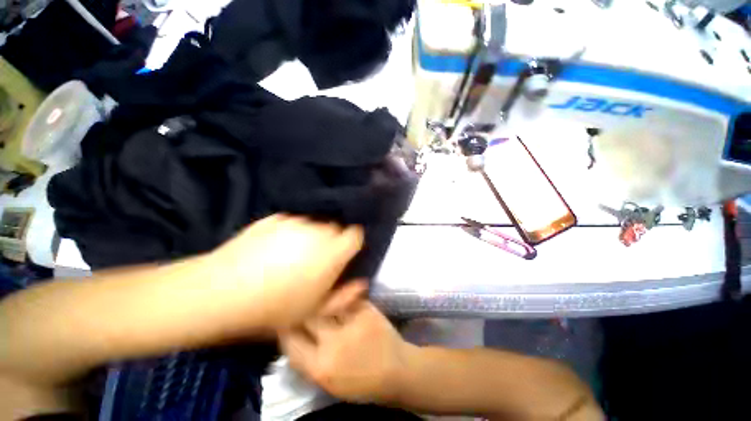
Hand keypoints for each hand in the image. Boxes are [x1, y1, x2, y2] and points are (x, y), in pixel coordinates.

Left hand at [196, 214, 365, 331]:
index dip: (353, 244)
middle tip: (315, 263)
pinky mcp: (275, 218)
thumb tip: (361, 282)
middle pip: (334, 229)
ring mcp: (295, 222)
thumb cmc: (275, 307)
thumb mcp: (315, 310)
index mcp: (333, 250)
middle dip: (331, 243)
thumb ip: (344, 296)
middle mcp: (318, 230)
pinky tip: (271, 251)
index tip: (344, 256)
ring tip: (290, 259)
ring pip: (313, 226)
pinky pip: (291, 224)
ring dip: (310, 238)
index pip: (356, 234)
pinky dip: (289, 234)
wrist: (222, 292)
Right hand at [279, 300, 414, 403]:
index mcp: (320, 367)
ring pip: (325, 302)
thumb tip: (292, 337)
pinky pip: (345, 297)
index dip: (285, 329)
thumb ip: (308, 360)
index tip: (286, 321)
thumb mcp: (328, 382)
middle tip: (303, 305)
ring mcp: (351, 323)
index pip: (290, 341)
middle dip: (302, 310)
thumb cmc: (362, 383)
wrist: (397, 370)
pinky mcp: (366, 309)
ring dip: (321, 301)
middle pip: (306, 316)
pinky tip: (341, 296)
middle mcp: (333, 343)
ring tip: (319, 297)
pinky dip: (341, 296)